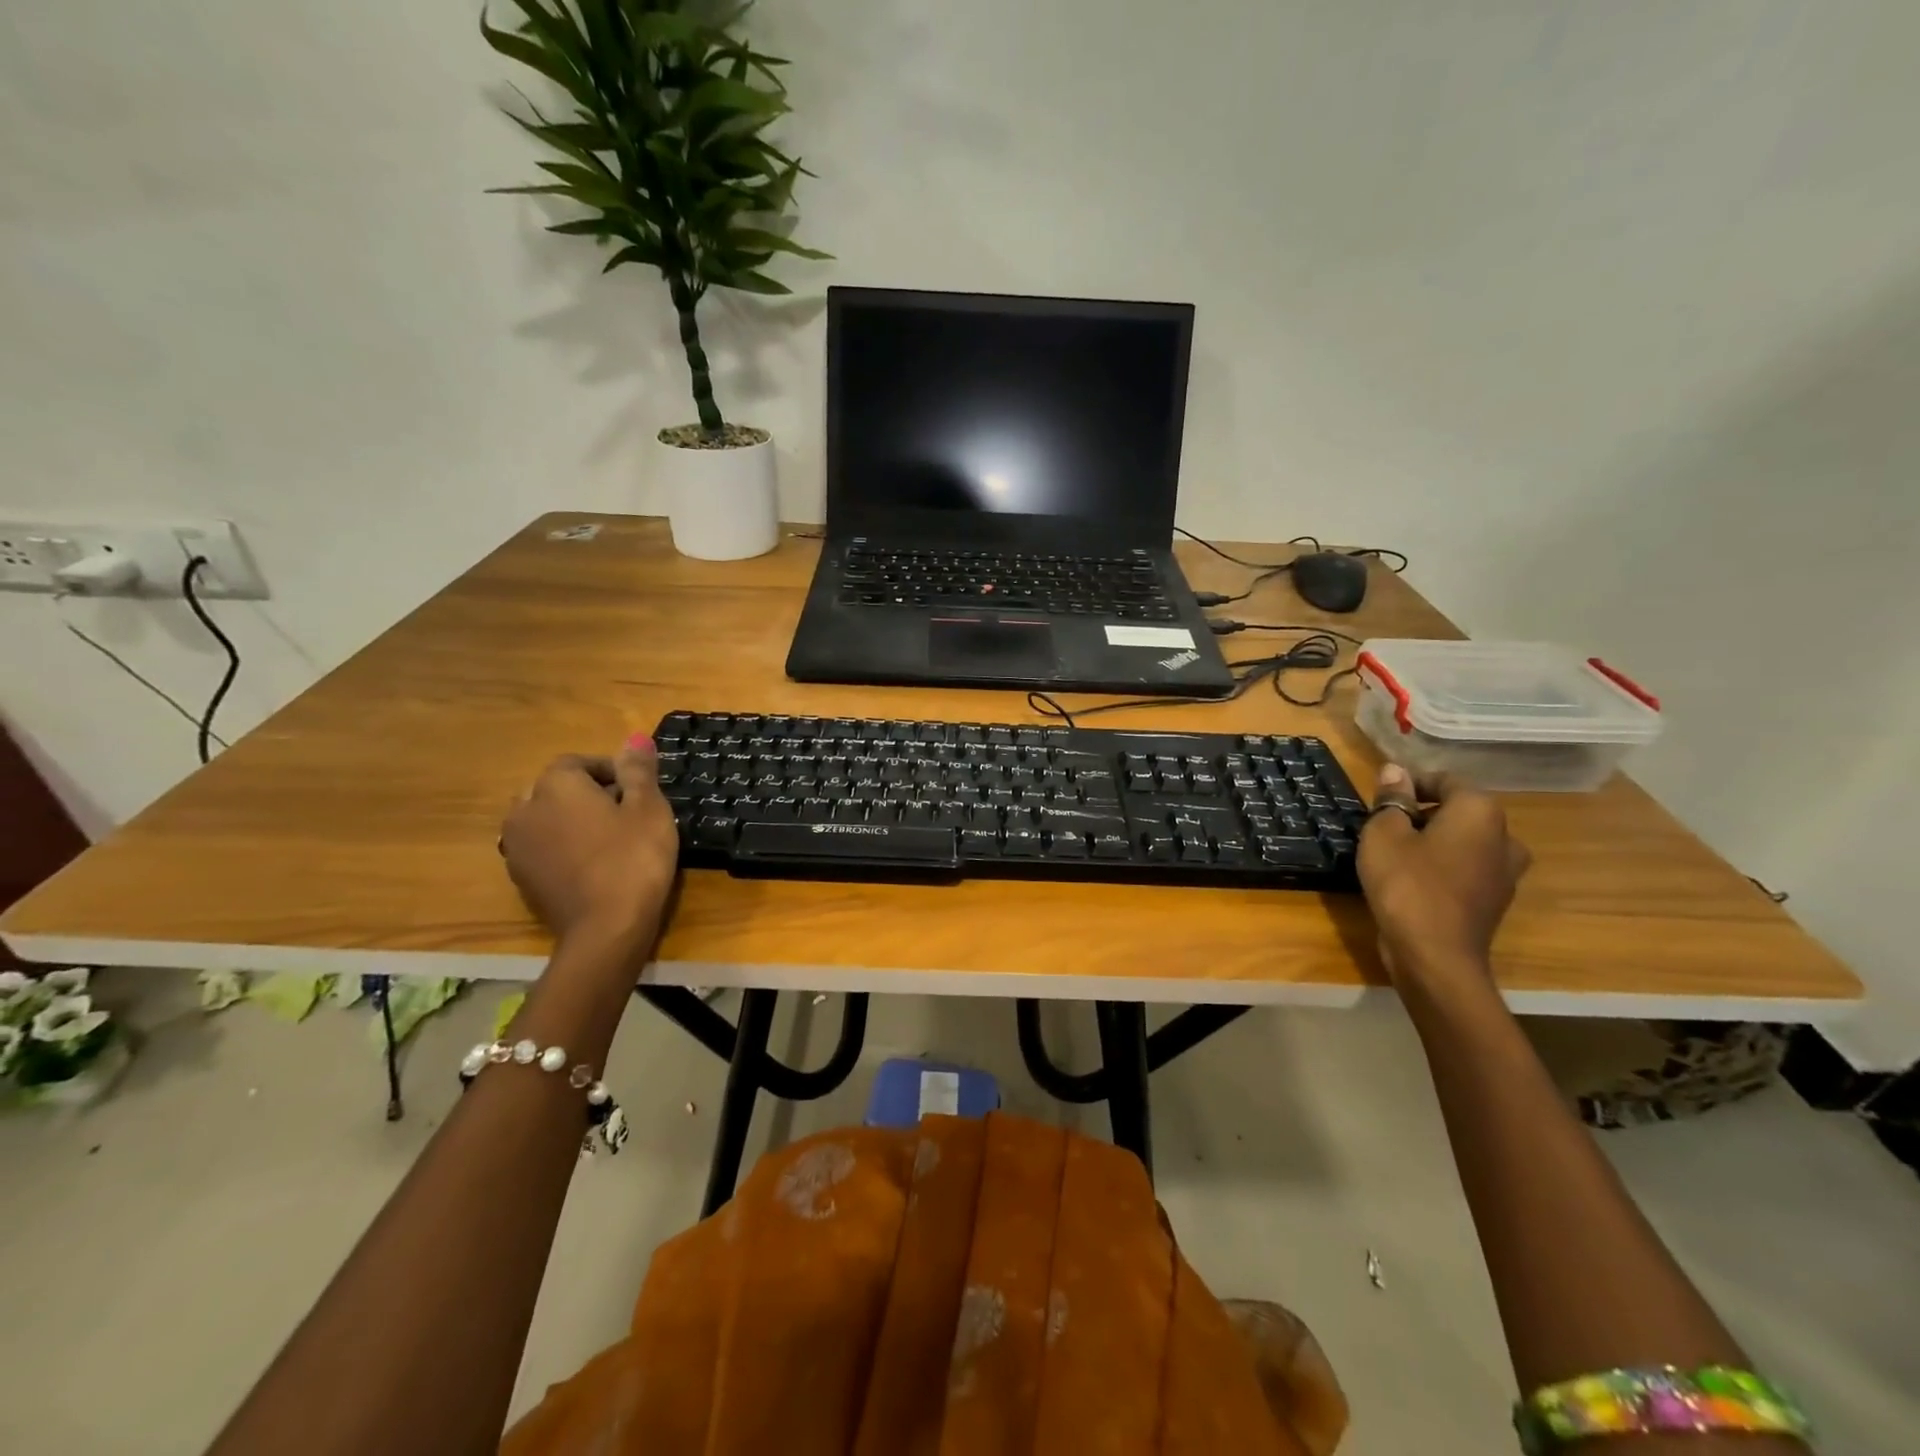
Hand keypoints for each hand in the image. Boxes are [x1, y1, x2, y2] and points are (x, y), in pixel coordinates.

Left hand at [499, 736, 679, 950]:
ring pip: (544, 818)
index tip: (638, 790)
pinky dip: (561, 847)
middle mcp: (525, 808)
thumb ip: (638, 770)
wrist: (606, 928)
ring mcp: (517, 846)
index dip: (611, 771)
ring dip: (570, 820)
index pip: (579, 762)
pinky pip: (540, 847)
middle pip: (556, 788)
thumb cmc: (634, 858)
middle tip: (625, 813)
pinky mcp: (520, 877)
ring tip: (608, 838)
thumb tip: (634, 737)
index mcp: (556, 785)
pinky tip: (591, 864)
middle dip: (586, 793)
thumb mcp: (649, 808)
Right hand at [1357, 765, 1530, 983]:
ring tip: (1394, 856)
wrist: (1434, 956)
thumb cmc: (1406, 884)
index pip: (1443, 780)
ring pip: (1463, 842)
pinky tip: (1411, 883)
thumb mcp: (1383, 833)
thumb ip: (1391, 799)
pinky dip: (1441, 868)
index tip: (1378, 801)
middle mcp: (1504, 836)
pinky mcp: (1495, 901)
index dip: (1408, 785)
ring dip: (1432, 842)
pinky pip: (1465, 870)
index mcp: (1479, 811)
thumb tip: (1396, 771)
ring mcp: (1505, 872)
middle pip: (1456, 811)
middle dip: (1421, 814)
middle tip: (1381, 828)